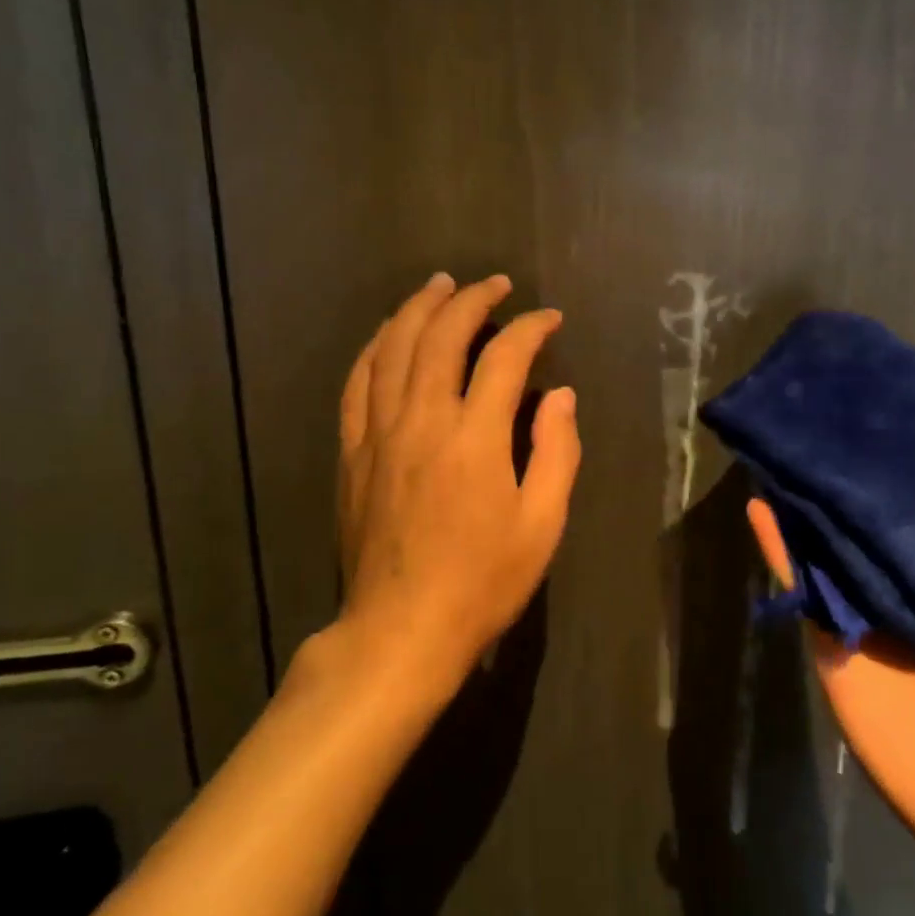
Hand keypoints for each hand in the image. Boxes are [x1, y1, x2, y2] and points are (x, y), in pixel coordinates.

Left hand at [335, 273, 580, 685]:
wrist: (400, 630)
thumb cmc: (483, 581)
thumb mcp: (542, 524)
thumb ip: (557, 451)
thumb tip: (560, 396)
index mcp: (474, 437)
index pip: (505, 357)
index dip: (531, 328)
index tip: (550, 320)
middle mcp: (422, 420)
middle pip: (442, 336)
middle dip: (472, 299)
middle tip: (496, 284)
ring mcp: (379, 432)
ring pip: (394, 348)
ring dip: (419, 308)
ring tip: (440, 285)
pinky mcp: (353, 451)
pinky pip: (358, 382)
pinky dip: (375, 347)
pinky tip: (389, 333)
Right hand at [747, 447, 914, 884]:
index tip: (897, 399)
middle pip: (880, 508)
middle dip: (858, 463)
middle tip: (828, 404)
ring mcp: (868, 602)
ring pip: (834, 535)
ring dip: (812, 493)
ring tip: (785, 437)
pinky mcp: (830, 632)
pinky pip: (800, 580)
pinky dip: (777, 543)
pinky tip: (759, 500)